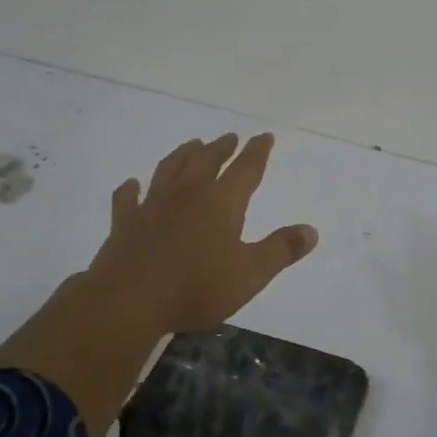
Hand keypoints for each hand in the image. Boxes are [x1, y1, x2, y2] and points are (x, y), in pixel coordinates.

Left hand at [86, 132, 317, 334]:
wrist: (129, 300)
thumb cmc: (196, 287)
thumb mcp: (250, 274)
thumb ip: (281, 250)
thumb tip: (311, 230)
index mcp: (221, 202)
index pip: (246, 169)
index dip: (257, 151)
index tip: (264, 136)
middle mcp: (188, 193)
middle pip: (207, 161)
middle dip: (221, 148)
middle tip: (229, 138)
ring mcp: (153, 204)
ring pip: (170, 169)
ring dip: (183, 154)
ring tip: (192, 145)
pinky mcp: (125, 222)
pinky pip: (128, 198)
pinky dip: (131, 188)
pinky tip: (132, 184)